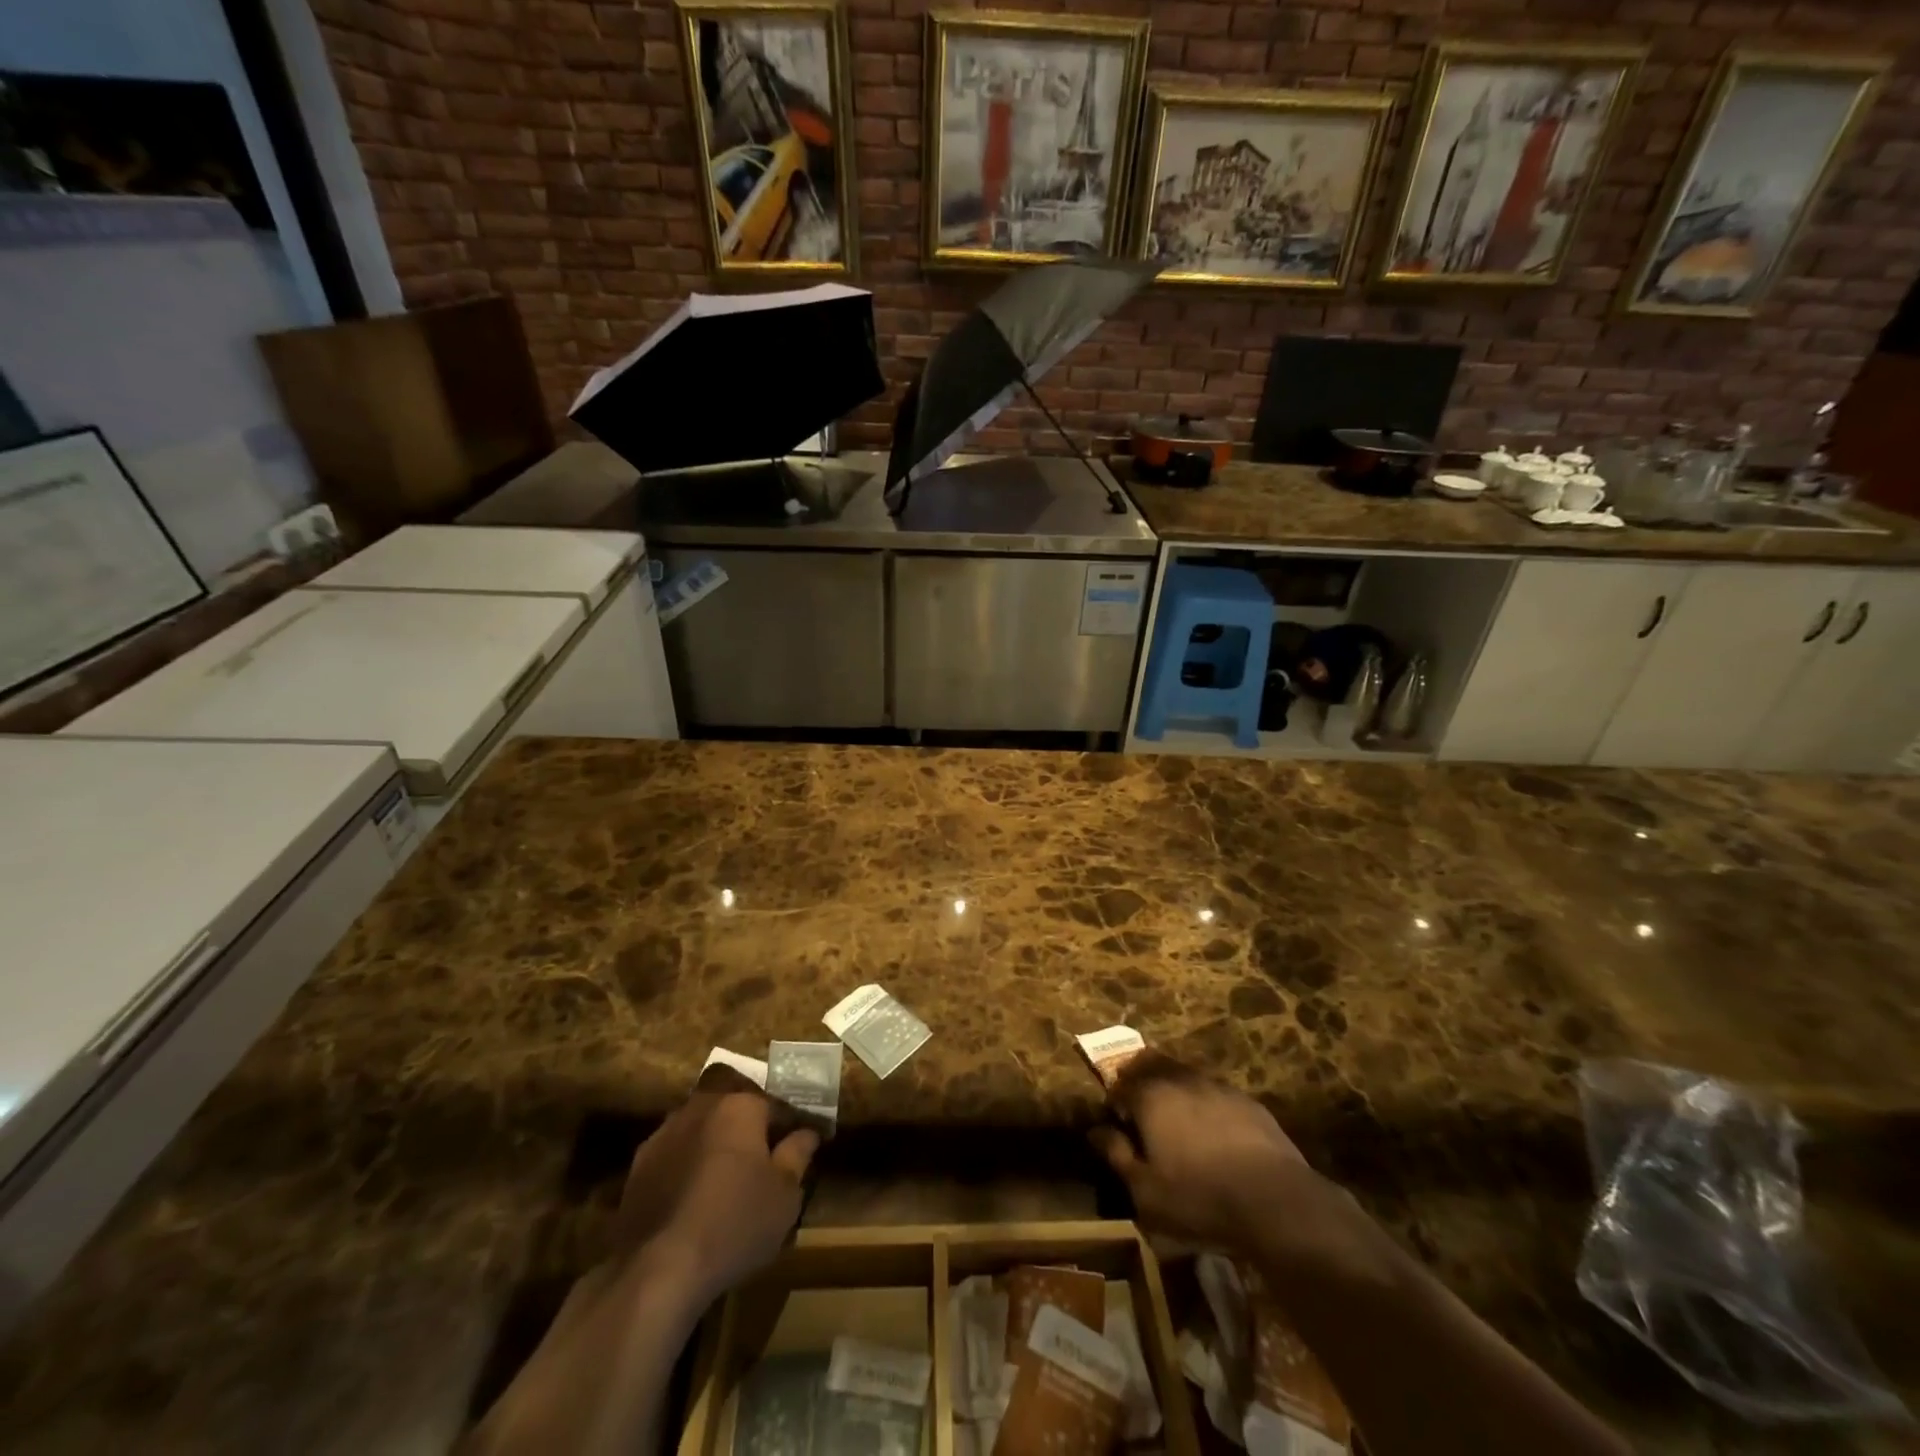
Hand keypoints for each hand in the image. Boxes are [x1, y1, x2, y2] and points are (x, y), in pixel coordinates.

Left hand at [614, 1077, 819, 1299]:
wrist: (657, 1269)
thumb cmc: (735, 1224)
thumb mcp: (784, 1196)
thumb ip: (797, 1155)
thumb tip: (807, 1133)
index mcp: (740, 1106)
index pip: (775, 1106)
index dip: (790, 1127)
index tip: (799, 1147)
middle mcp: (701, 1107)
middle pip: (733, 1109)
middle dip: (748, 1127)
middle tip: (762, 1159)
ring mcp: (665, 1133)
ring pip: (701, 1128)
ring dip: (715, 1143)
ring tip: (726, 1178)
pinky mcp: (639, 1164)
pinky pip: (675, 1153)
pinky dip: (687, 1165)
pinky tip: (693, 1196)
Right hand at [1091, 1054, 1311, 1252]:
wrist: (1275, 1200)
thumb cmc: (1199, 1197)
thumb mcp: (1145, 1190)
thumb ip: (1117, 1155)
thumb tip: (1096, 1132)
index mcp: (1150, 1096)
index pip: (1119, 1084)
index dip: (1113, 1101)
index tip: (1115, 1122)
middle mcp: (1180, 1079)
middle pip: (1151, 1064)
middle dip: (1139, 1079)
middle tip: (1140, 1109)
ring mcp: (1216, 1086)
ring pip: (1184, 1075)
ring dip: (1173, 1089)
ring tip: (1176, 1120)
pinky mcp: (1247, 1101)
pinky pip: (1214, 1093)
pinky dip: (1204, 1104)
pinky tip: (1212, 1132)